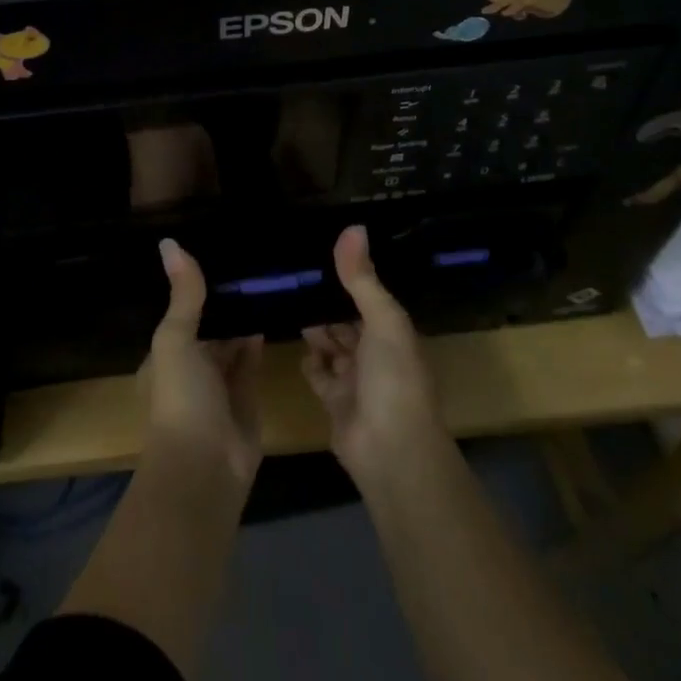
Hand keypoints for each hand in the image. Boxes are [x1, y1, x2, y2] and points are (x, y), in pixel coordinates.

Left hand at [142, 239, 264, 486]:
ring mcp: (219, 383)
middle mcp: (192, 365)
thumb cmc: (181, 398)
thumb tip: (170, 242)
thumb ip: (183, 295)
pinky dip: (258, 338)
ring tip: (265, 275)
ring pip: (232, 341)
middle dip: (225, 299)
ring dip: (244, 316)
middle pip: (209, 324)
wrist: (205, 467)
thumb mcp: (175, 339)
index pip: (182, 310)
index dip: (197, 285)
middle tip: (250, 257)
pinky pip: (252, 359)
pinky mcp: (246, 396)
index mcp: (167, 352)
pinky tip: (272, 310)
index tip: (219, 250)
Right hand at [302, 225, 446, 483]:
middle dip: (328, 302)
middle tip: (293, 274)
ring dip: (317, 329)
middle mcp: (377, 354)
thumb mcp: (383, 320)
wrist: (391, 453)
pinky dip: (311, 362)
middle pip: (348, 321)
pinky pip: (320, 375)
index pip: (370, 298)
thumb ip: (362, 278)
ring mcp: (356, 380)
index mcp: (394, 333)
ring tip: (286, 299)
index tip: (321, 252)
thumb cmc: (393, 378)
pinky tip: (296, 343)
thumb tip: (353, 227)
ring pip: (332, 346)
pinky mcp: (336, 403)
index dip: (350, 278)